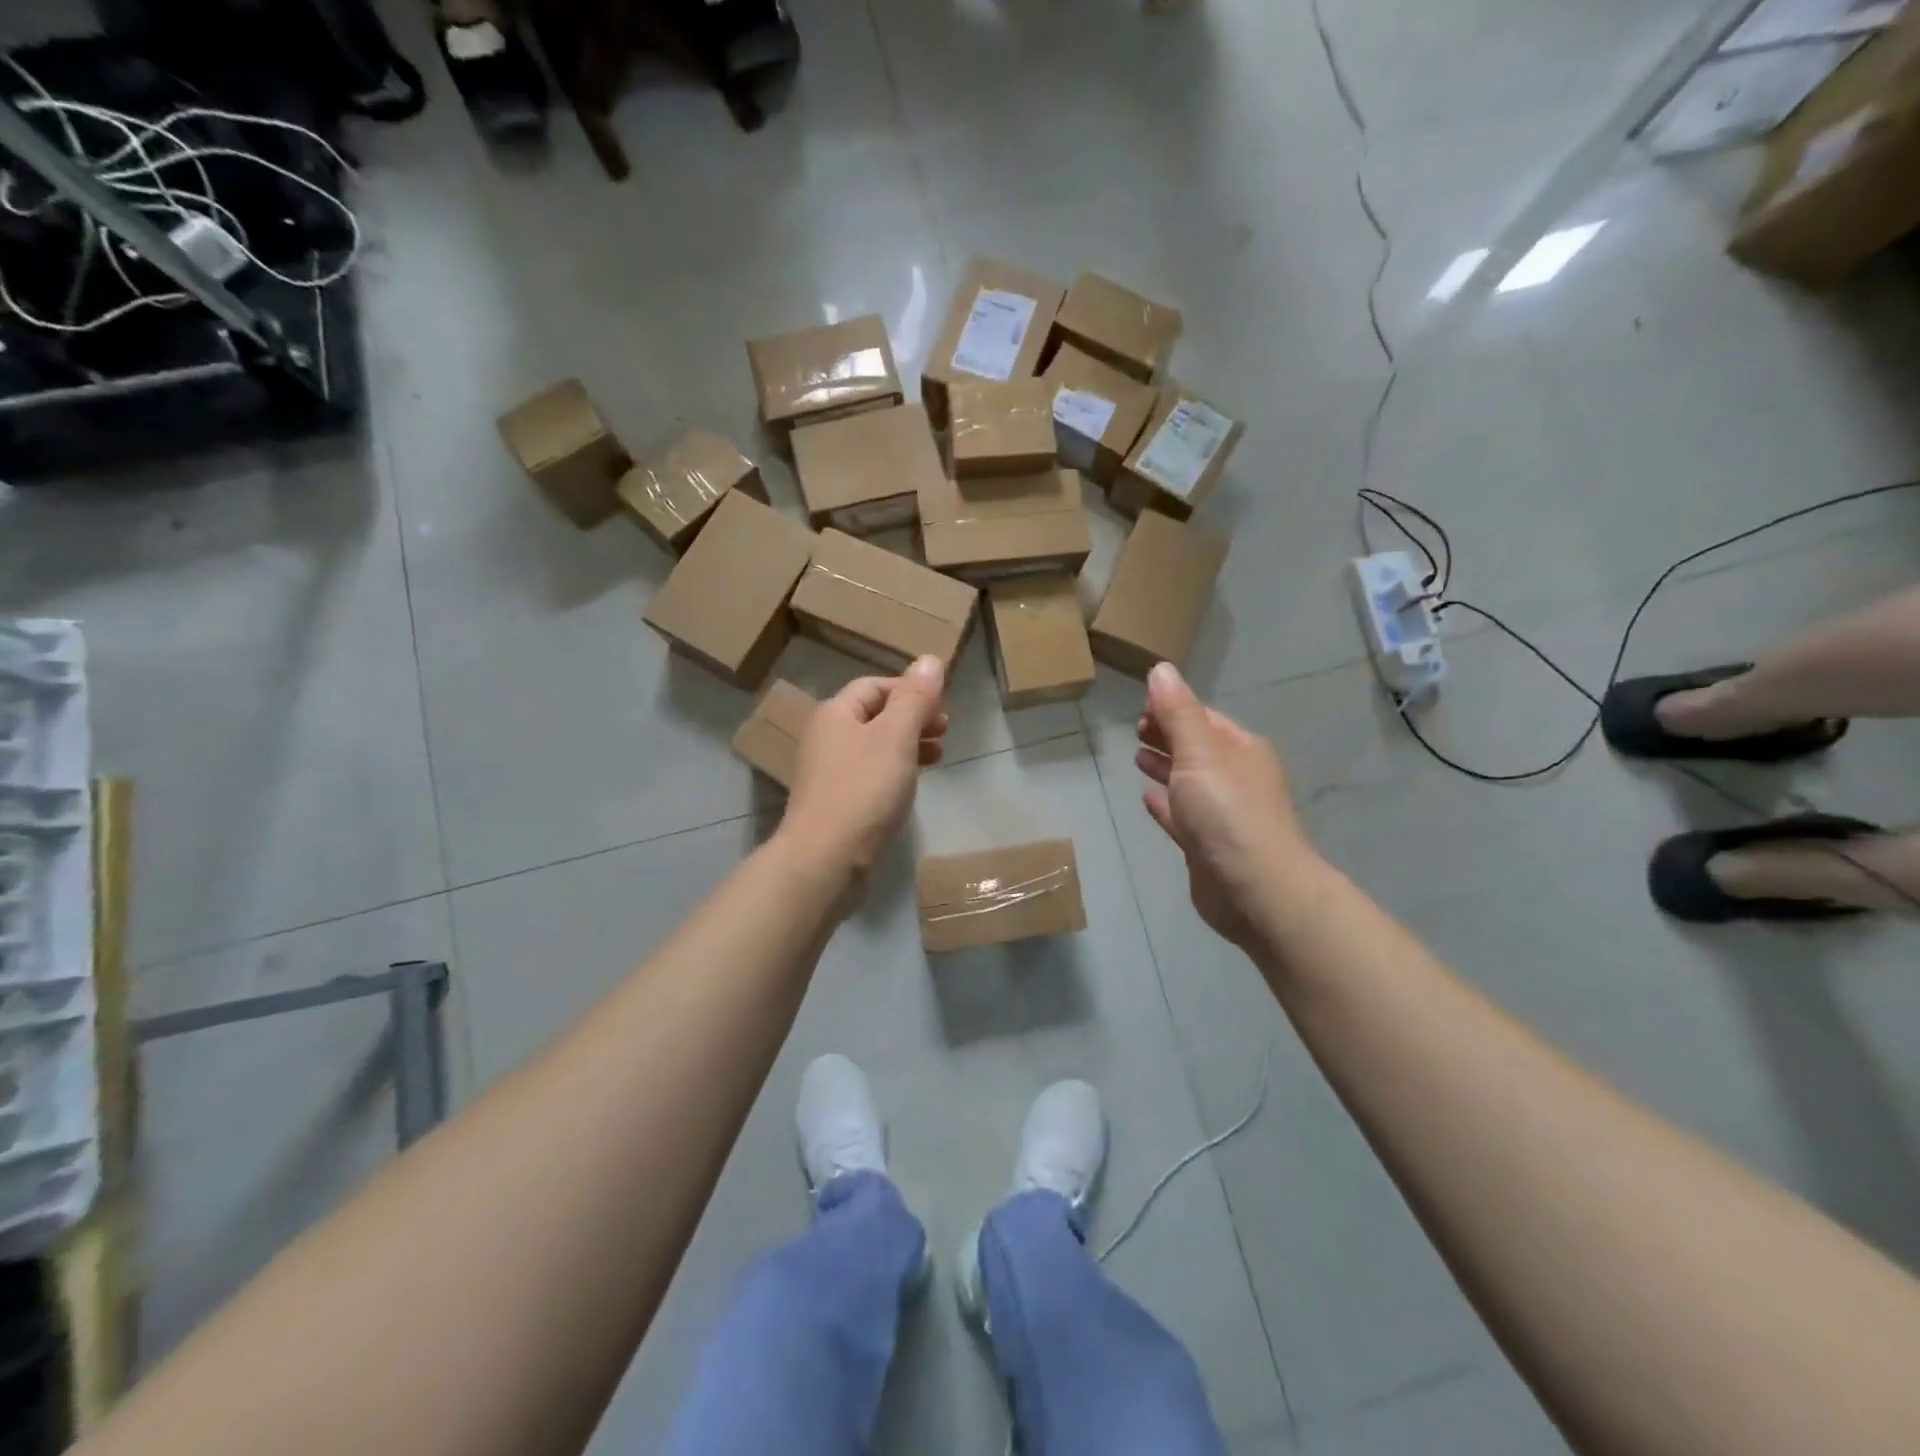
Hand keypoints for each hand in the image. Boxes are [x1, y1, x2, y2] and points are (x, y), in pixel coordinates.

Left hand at [779, 656, 948, 887]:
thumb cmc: (863, 790)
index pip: (875, 686)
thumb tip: (929, 658)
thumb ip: (915, 698)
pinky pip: (870, 774)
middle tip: (945, 730)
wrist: (825, 859)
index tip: (941, 706)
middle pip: (874, 715)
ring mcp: (829, 772)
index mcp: (835, 713)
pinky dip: (895, 771)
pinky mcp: (837, 802)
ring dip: (908, 744)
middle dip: (912, 718)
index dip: (910, 690)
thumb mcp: (896, 737)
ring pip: (874, 746)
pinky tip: (912, 784)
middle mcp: (826, 737)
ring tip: (939, 756)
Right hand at [1135, 662, 1318, 949]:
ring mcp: (1222, 814)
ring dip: (1164, 766)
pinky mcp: (1206, 846)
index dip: (1172, 707)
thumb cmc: (1227, 811)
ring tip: (1136, 756)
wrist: (1255, 889)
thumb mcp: (1199, 752)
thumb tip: (1161, 669)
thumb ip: (1177, 712)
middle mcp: (1234, 778)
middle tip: (1135, 729)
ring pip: (1188, 782)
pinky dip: (1164, 805)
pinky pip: (1181, 817)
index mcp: (1240, 749)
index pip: (1203, 717)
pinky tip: (1146, 798)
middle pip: (1196, 747)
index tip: (1139, 707)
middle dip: (1168, 735)